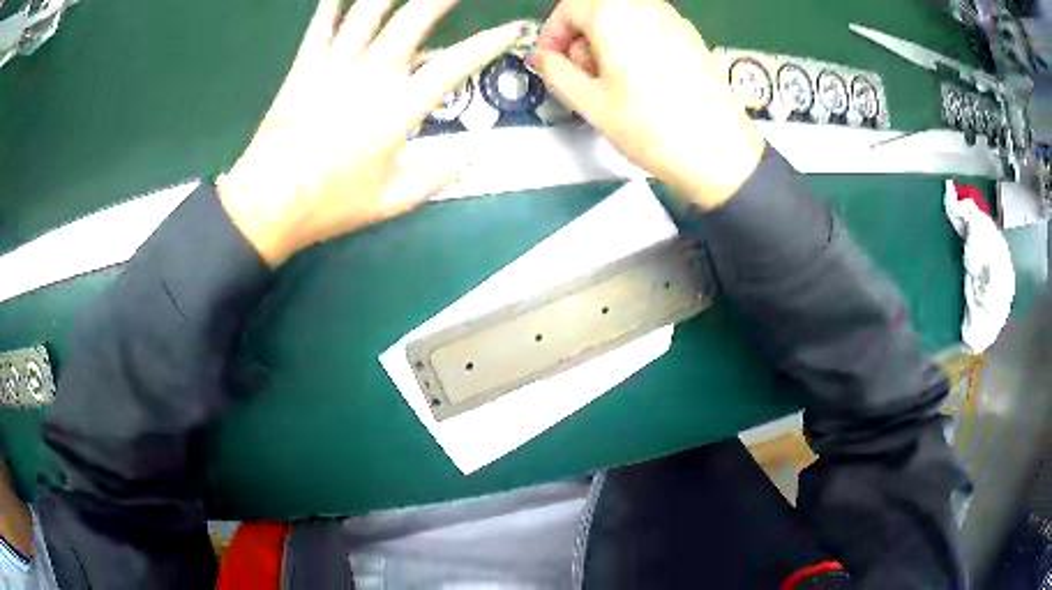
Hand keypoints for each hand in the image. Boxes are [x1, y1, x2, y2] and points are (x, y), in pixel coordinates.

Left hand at [218, 0, 529, 265]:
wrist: (267, 203)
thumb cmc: (330, 204)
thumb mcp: (392, 202)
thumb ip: (437, 177)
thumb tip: (470, 158)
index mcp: (398, 108)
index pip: (456, 64)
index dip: (490, 43)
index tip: (512, 29)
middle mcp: (371, 75)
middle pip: (413, 19)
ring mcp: (335, 65)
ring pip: (368, 11)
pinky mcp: (304, 66)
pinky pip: (321, 24)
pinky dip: (332, 4)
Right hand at [532, 0, 765, 208]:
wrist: (719, 152)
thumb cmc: (651, 127)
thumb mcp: (591, 102)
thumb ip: (555, 72)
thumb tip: (542, 58)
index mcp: (615, 15)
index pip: (569, 7)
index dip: (552, 33)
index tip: (549, 61)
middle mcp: (646, 7)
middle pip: (598, 7)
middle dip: (579, 36)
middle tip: (579, 74)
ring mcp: (674, 20)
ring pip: (624, 16)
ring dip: (605, 39)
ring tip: (609, 80)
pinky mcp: (692, 37)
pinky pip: (649, 27)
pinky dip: (632, 42)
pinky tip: (639, 78)